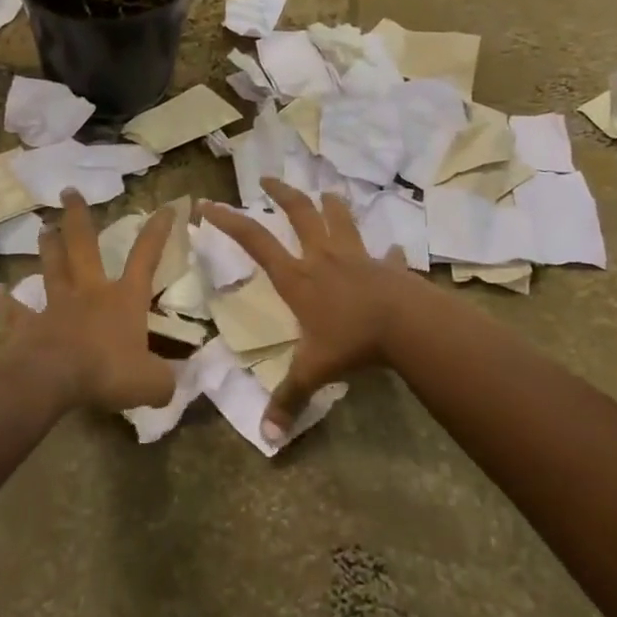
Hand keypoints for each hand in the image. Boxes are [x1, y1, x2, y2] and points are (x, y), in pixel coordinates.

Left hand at [2, 189, 176, 412]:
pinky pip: (16, 311)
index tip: (164, 206)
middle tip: (69, 192)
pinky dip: (6, 301)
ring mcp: (56, 306)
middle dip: (79, 217)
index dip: (157, 232)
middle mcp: (90, 292)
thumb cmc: (107, 372)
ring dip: (49, 247)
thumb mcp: (151, 383)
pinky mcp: (29, 326)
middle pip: (84, 246)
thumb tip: (171, 384)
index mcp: (123, 299)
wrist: (53, 380)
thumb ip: (164, 381)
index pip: (145, 258)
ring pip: (52, 268)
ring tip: (44, 227)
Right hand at [200, 179, 414, 442]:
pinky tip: (394, 250)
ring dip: (332, 205)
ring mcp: (358, 258)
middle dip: (282, 194)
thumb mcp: (314, 372)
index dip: (229, 221)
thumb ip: (289, 399)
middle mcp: (323, 258)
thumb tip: (267, 437)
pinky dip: (388, 251)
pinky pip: (387, 255)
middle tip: (267, 179)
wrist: (408, 325)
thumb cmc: (352, 342)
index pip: (255, 241)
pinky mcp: (388, 267)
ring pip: (341, 220)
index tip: (208, 204)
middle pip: (299, 214)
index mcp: (298, 278)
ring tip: (326, 192)